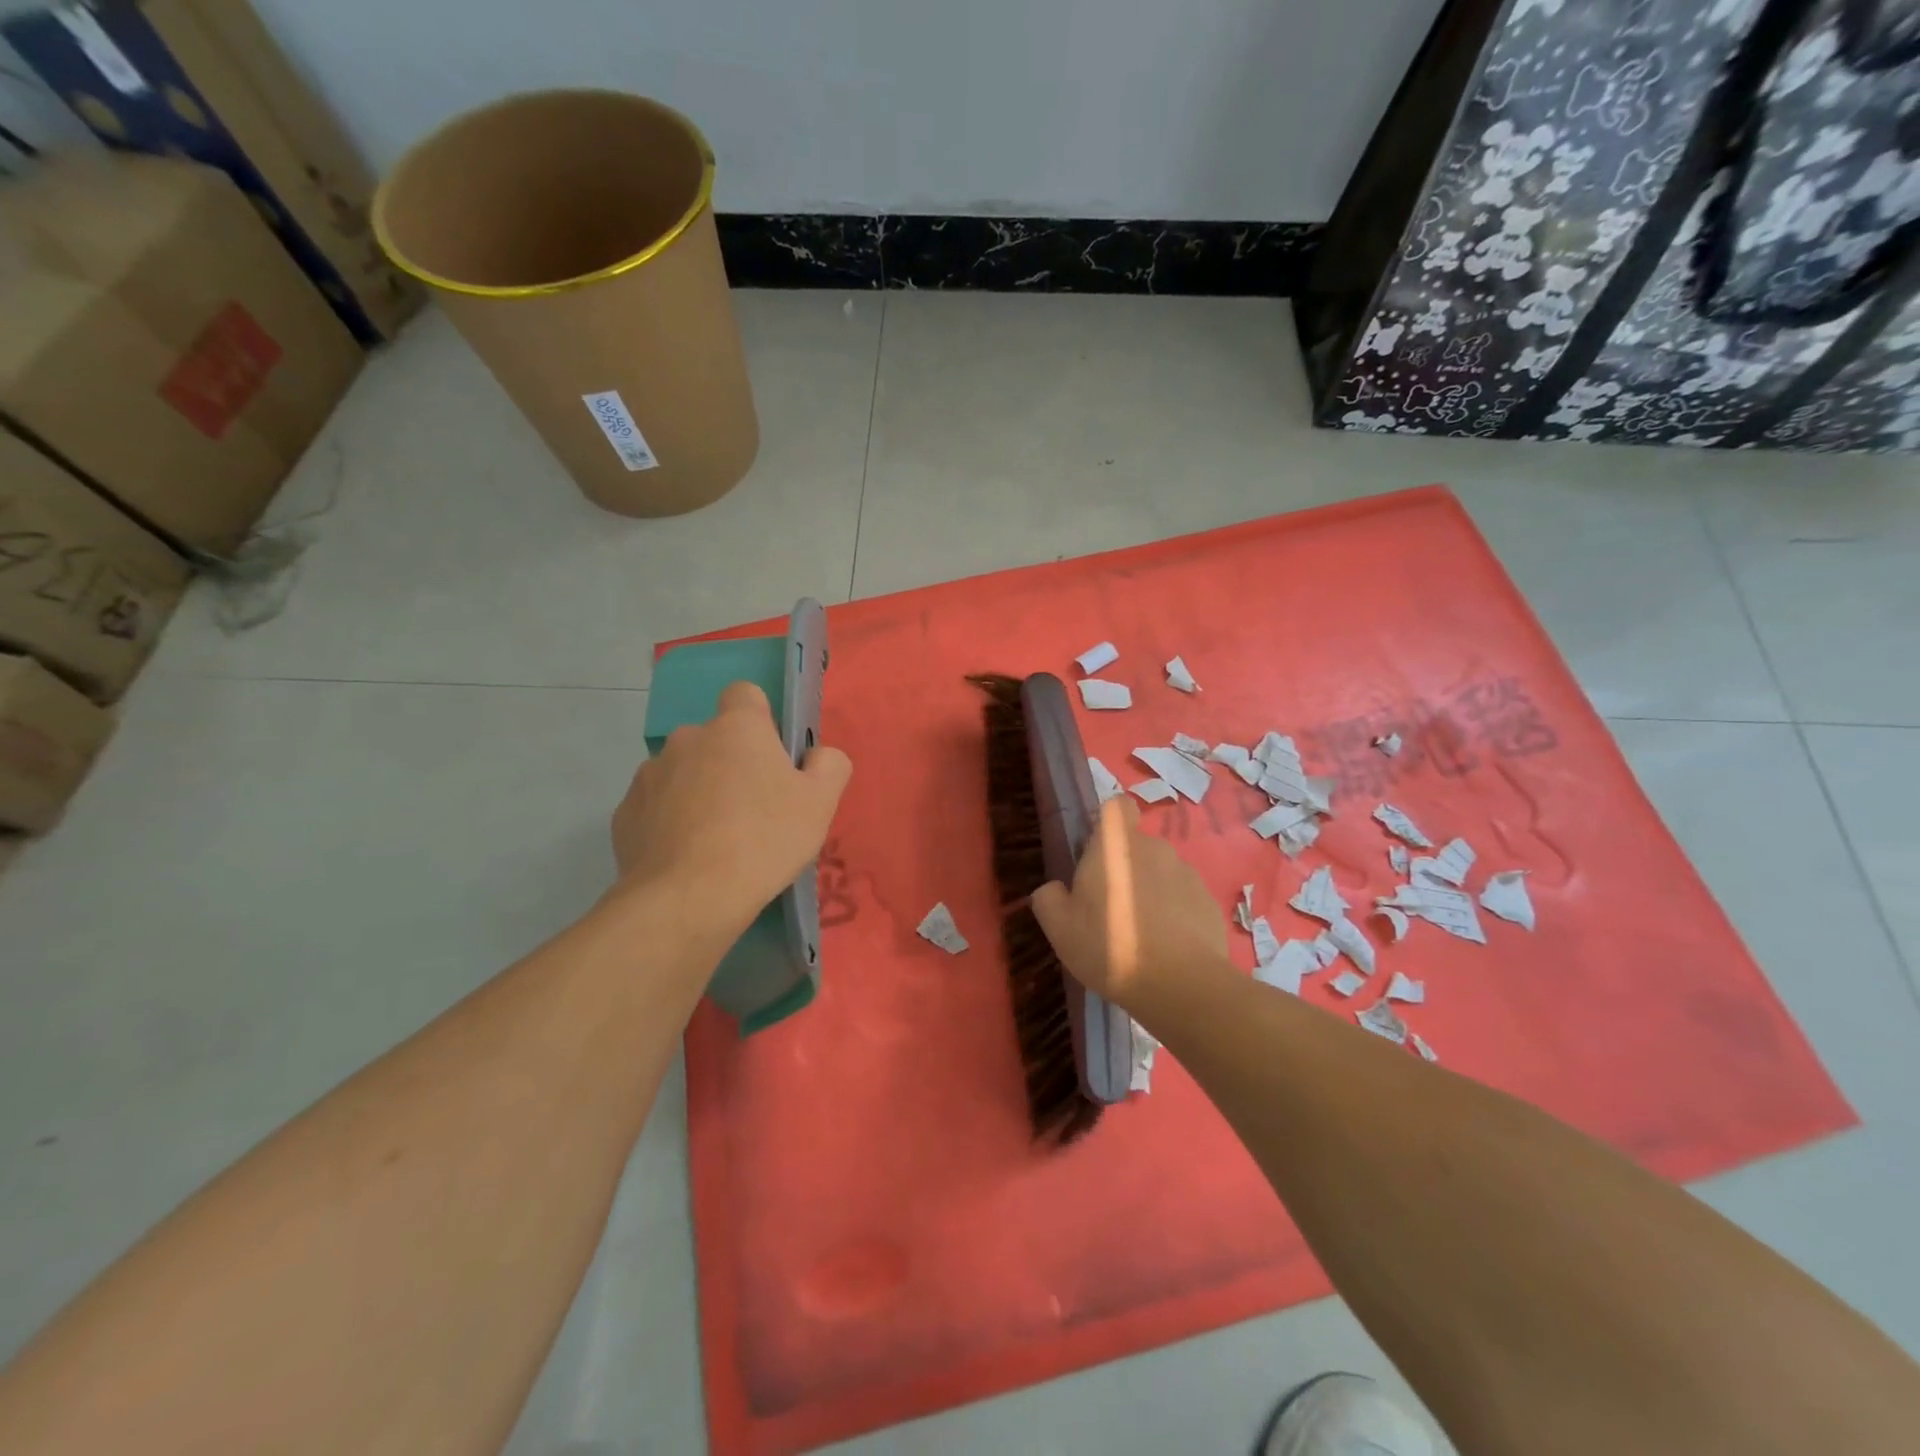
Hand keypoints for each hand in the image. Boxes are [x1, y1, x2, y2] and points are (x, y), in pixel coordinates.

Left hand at [611, 681, 850, 933]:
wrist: (688, 898)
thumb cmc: (764, 840)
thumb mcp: (820, 803)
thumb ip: (830, 765)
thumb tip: (816, 756)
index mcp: (736, 728)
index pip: (745, 694)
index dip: (760, 720)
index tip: (771, 756)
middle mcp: (687, 739)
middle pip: (715, 740)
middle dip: (730, 764)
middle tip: (753, 810)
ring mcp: (649, 775)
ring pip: (683, 773)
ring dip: (698, 792)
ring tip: (716, 841)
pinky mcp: (625, 813)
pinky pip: (656, 807)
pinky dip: (670, 823)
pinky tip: (687, 858)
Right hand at [1029, 796, 1227, 1012]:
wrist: (1180, 985)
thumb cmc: (1109, 944)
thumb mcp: (1058, 927)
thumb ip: (1048, 898)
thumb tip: (1054, 889)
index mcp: (1115, 844)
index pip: (1116, 807)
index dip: (1107, 825)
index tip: (1096, 854)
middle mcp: (1154, 848)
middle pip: (1136, 846)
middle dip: (1124, 868)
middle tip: (1109, 908)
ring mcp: (1187, 874)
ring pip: (1161, 873)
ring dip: (1150, 893)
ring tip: (1140, 935)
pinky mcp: (1209, 902)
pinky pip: (1184, 900)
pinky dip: (1175, 916)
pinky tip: (1166, 949)